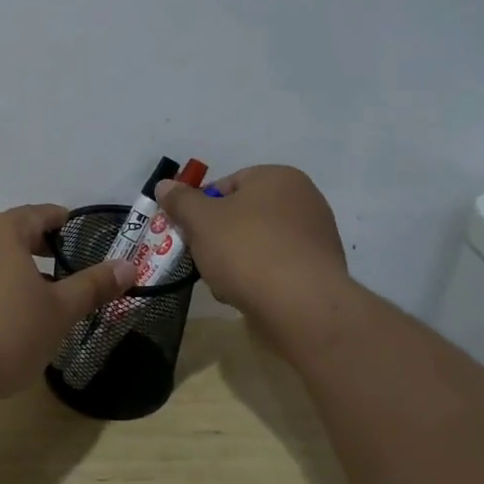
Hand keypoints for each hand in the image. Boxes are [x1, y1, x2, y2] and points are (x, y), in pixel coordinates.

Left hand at [0, 204, 135, 403]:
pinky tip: (1, 316)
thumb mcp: (59, 311)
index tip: (81, 234)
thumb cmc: (6, 333)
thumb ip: (93, 285)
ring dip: (13, 269)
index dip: (64, 222)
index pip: (40, 214)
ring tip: (36, 296)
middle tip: (65, 267)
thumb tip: (129, 266)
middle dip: (39, 248)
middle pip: (12, 232)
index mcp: (1, 229)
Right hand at [152, 166, 350, 340]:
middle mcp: (304, 200)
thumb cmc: (247, 250)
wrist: (301, 306)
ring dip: (235, 261)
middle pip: (242, 215)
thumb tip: (164, 185)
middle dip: (217, 237)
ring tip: (223, 283)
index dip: (201, 208)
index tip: (188, 232)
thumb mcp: (200, 220)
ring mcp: (315, 236)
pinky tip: (246, 296)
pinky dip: (259, 278)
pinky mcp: (319, 271)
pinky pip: (277, 267)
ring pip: (257, 243)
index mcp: (278, 178)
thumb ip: (180, 200)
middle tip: (202, 258)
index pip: (227, 184)